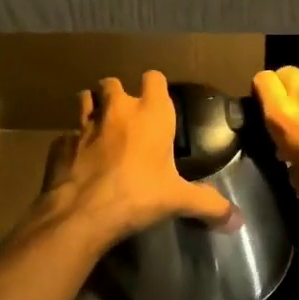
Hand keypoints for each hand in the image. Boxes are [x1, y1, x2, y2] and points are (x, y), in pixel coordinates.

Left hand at [36, 71, 234, 249]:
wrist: (82, 212)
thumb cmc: (138, 195)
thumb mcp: (178, 200)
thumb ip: (209, 205)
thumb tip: (238, 221)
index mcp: (150, 114)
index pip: (154, 78)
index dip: (155, 87)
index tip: (158, 102)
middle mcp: (116, 110)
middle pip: (112, 83)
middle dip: (117, 95)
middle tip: (126, 118)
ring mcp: (84, 124)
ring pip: (85, 100)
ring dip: (92, 109)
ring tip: (99, 129)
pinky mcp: (60, 143)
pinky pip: (67, 135)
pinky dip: (72, 143)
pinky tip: (78, 160)